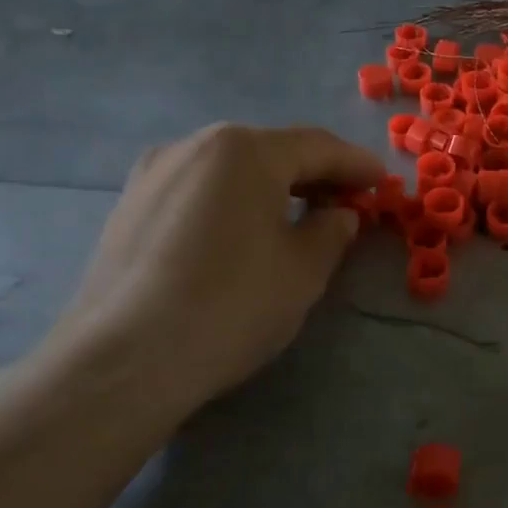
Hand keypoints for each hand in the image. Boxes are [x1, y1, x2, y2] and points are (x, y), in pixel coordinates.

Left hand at [47, 124, 383, 416]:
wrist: (125, 360)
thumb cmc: (232, 304)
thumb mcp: (305, 269)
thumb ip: (332, 230)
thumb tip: (338, 214)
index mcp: (245, 151)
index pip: (317, 147)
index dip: (356, 165)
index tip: (383, 183)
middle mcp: (195, 146)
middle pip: (272, 151)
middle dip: (315, 174)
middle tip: (347, 202)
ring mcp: (154, 174)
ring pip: (232, 169)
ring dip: (274, 186)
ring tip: (299, 217)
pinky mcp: (129, 207)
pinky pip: (200, 189)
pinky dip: (234, 200)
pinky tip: (245, 232)